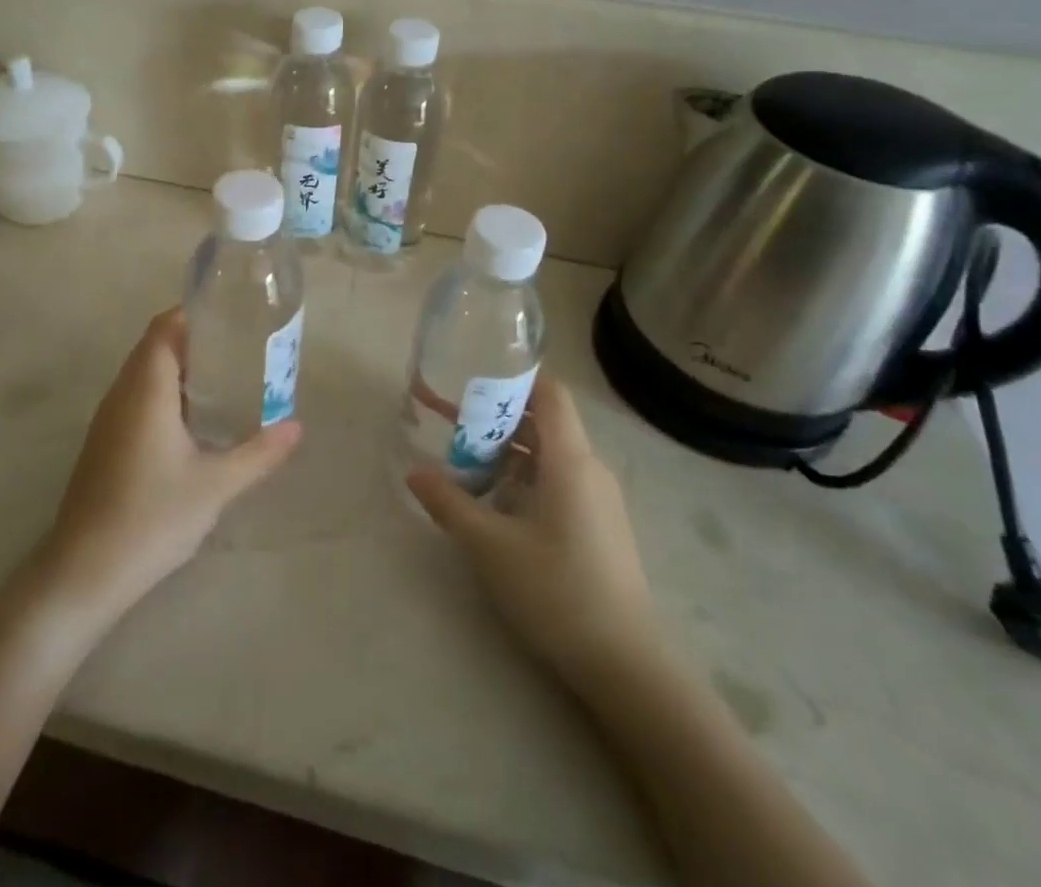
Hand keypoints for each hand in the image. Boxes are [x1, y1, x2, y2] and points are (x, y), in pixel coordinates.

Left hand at [33, 309, 301, 623]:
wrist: (84, 571)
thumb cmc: (152, 516)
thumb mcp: (216, 485)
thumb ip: (259, 453)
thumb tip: (297, 427)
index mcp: (146, 389)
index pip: (164, 328)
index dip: (193, 314)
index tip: (230, 316)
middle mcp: (122, 393)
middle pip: (155, 346)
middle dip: (194, 340)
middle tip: (239, 347)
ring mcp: (108, 419)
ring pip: (144, 374)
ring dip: (179, 368)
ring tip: (225, 377)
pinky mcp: (105, 442)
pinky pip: (136, 398)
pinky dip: (165, 393)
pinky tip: (193, 421)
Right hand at [408, 374, 656, 677]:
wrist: (626, 666)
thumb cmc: (557, 591)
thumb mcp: (490, 546)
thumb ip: (449, 503)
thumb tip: (413, 472)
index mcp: (570, 460)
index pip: (549, 392)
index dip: (514, 376)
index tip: (473, 374)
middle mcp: (589, 468)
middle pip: (544, 421)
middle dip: (497, 415)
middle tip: (452, 418)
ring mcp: (599, 499)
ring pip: (550, 453)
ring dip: (508, 449)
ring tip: (465, 459)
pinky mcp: (599, 525)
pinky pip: (559, 480)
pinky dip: (525, 475)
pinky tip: (497, 501)